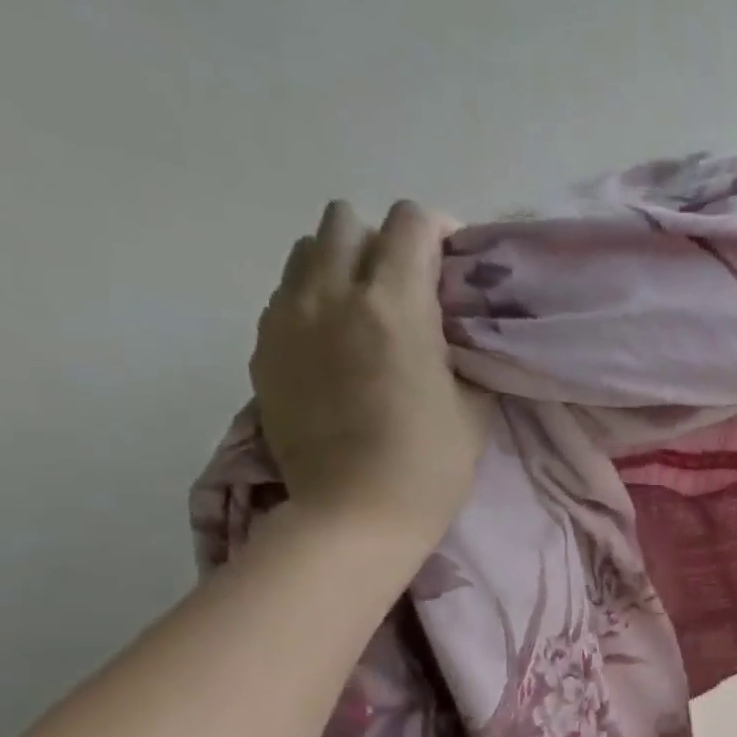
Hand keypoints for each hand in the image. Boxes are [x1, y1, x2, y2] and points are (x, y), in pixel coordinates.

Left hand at [253, 200, 491, 557]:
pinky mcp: (264, 349)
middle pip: (346, 222)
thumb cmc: (429, 464)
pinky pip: (285, 296)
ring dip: (340, 264)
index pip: (411, 223)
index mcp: (396, 304)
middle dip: (382, 241)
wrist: (354, 514)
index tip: (454, 262)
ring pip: (306, 252)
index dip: (439, 231)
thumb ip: (462, 351)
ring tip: (365, 308)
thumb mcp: (472, 406)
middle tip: (407, 285)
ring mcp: (288, 319)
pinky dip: (312, 301)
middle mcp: (333, 294)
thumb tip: (452, 332)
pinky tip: (334, 343)